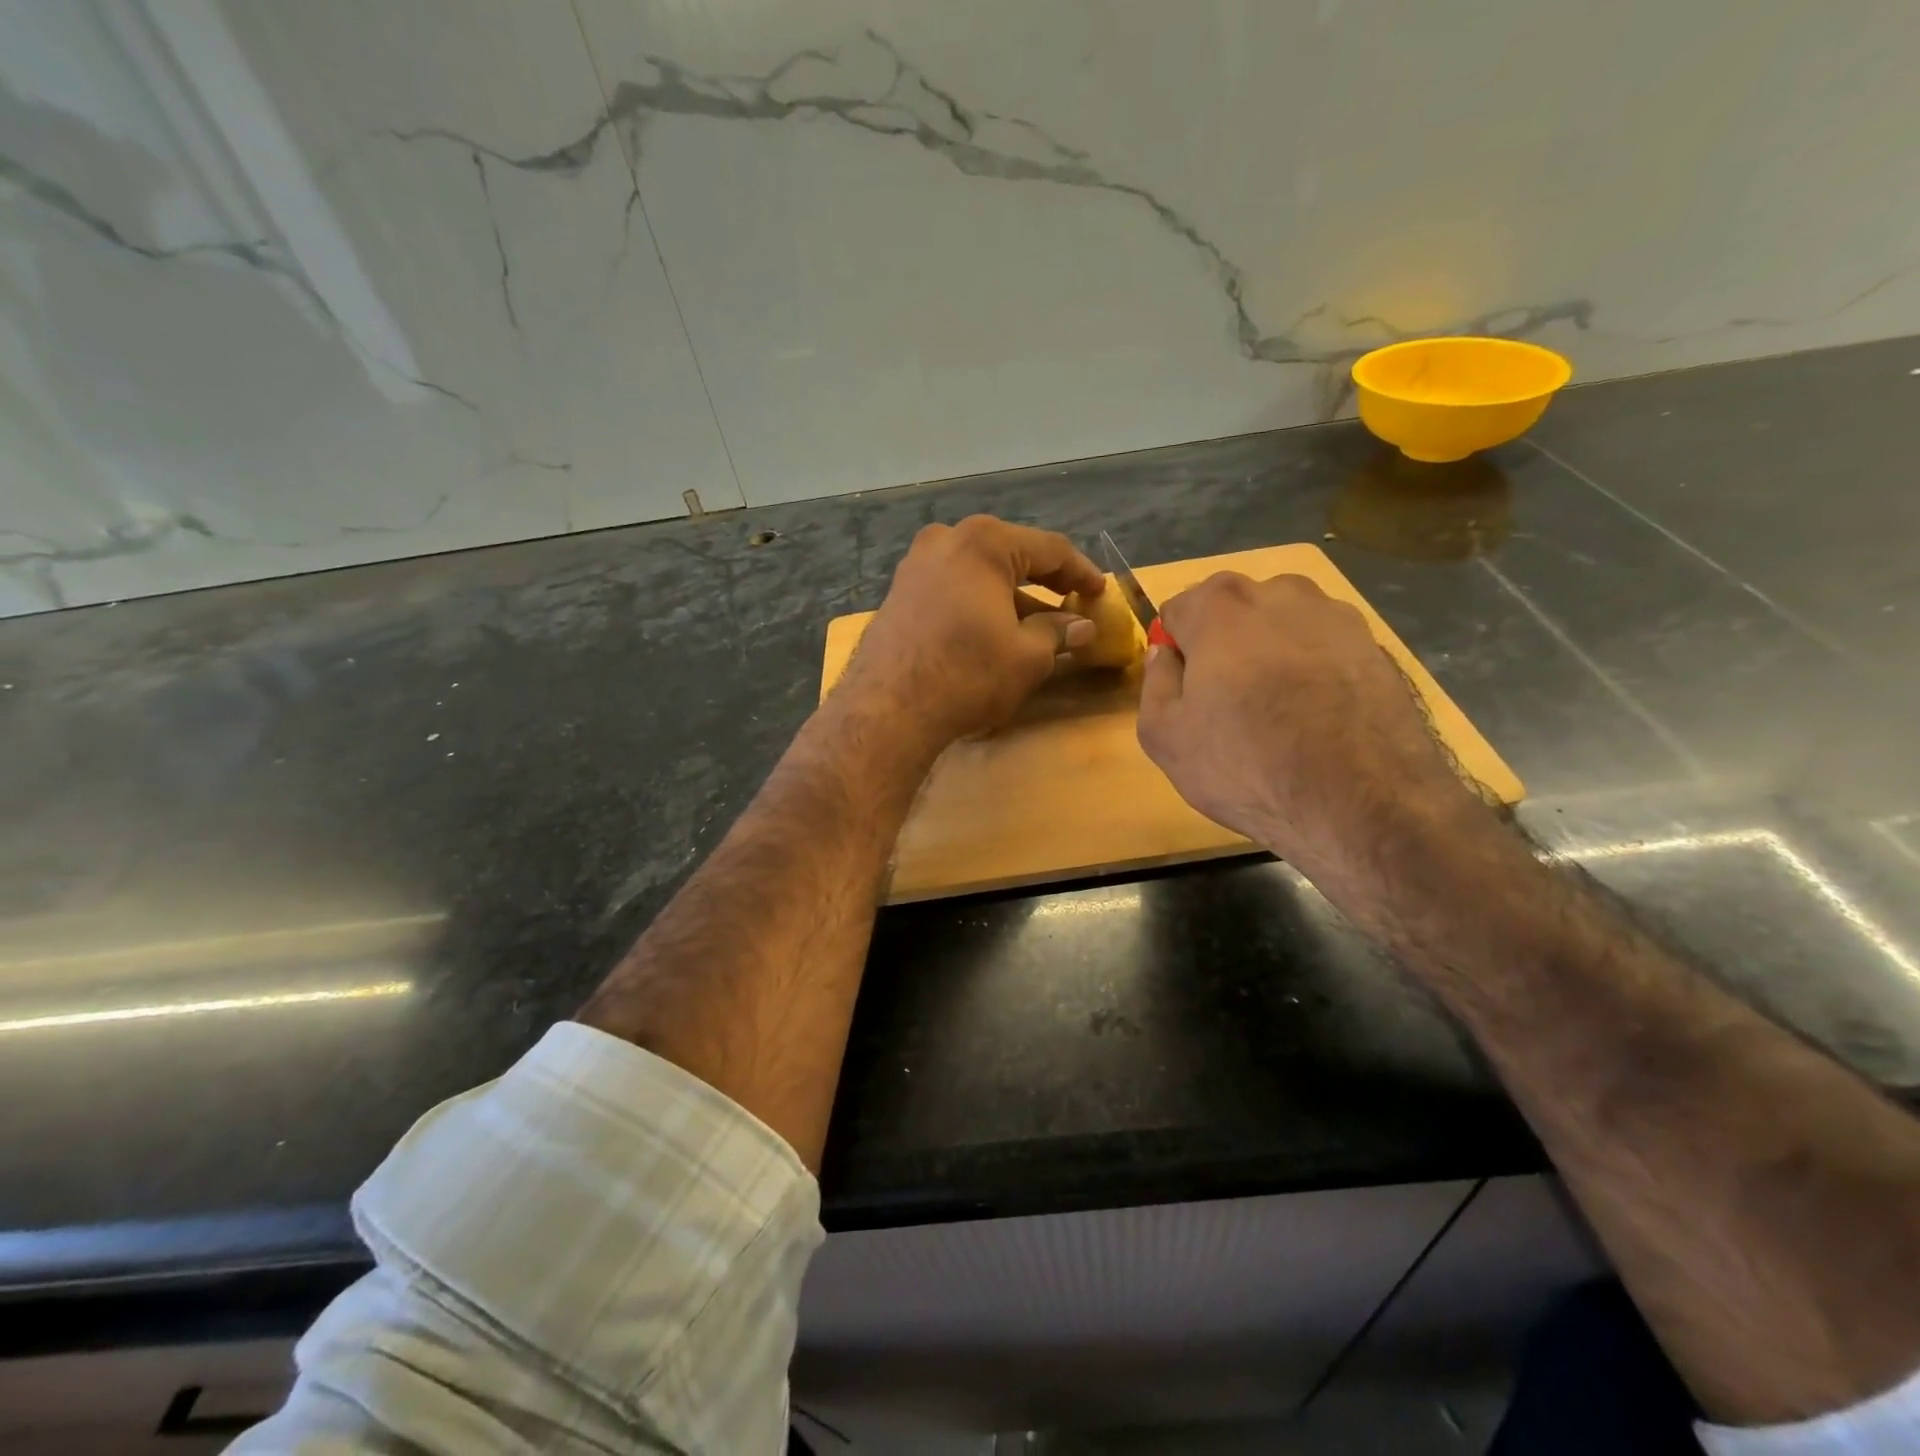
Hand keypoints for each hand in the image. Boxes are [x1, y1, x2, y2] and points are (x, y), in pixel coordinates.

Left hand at [838, 516, 1104, 748]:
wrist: (889, 706)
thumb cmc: (968, 673)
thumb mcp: (1028, 656)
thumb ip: (1058, 632)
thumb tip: (1081, 626)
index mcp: (985, 542)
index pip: (1049, 549)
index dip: (1081, 572)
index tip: (1100, 592)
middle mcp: (947, 540)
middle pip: (1011, 556)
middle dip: (1044, 583)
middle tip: (1072, 604)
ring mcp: (916, 564)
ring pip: (979, 573)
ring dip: (1011, 597)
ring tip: (1037, 626)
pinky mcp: (899, 592)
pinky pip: (953, 588)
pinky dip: (979, 604)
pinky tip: (994, 631)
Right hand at [1136, 571, 1481, 884]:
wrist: (1362, 803)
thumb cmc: (1245, 765)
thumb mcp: (1164, 736)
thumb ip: (1155, 682)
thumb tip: (1164, 654)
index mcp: (1220, 606)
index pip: (1178, 609)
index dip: (1175, 650)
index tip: (1184, 690)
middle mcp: (1280, 593)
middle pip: (1233, 609)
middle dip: (1222, 644)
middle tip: (1226, 702)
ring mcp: (1336, 616)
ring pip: (1282, 624)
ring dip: (1270, 651)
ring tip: (1277, 709)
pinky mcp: (1376, 646)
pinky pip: (1324, 648)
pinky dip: (1312, 669)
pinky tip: (1316, 716)